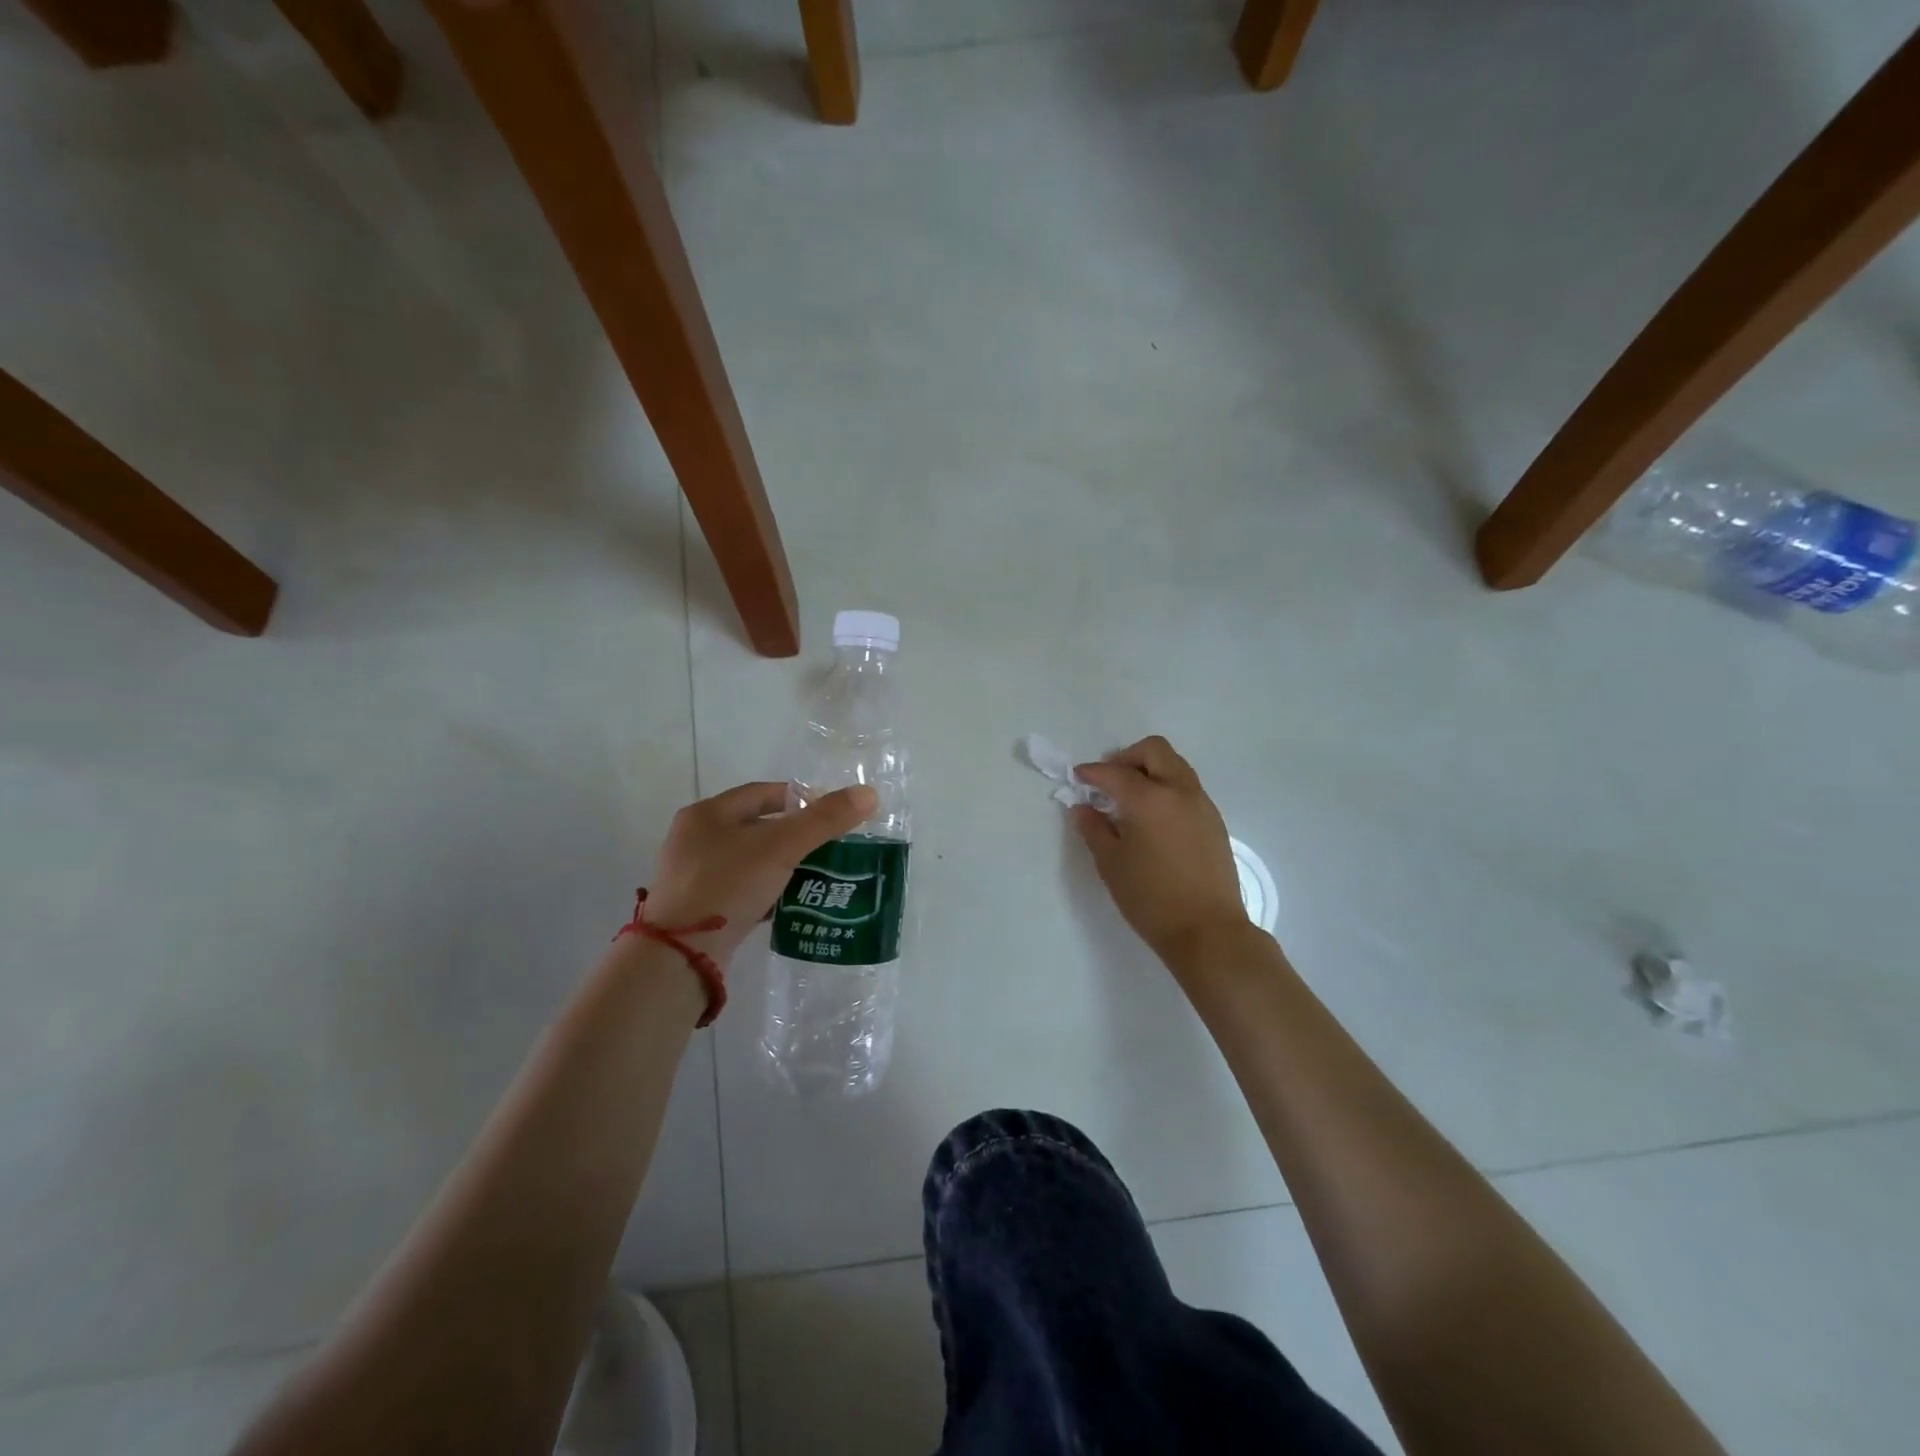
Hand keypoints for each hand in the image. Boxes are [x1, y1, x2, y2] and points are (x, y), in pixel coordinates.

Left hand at [642, 781, 876, 962]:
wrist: (680, 954)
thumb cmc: (728, 884)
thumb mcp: (782, 847)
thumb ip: (824, 820)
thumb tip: (869, 794)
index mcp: (707, 814)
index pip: (761, 793)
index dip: (798, 798)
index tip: (829, 812)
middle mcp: (694, 840)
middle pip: (756, 827)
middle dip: (794, 835)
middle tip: (829, 846)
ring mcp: (692, 877)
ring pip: (749, 861)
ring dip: (782, 865)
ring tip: (817, 875)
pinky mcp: (698, 909)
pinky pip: (741, 890)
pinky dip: (766, 891)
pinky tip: (790, 903)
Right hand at [1072, 737, 1248, 965]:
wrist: (1208, 931)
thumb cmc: (1151, 899)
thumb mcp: (1111, 864)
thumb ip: (1094, 829)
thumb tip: (1084, 808)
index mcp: (1149, 798)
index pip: (1114, 772)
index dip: (1091, 772)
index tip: (1077, 777)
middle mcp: (1179, 791)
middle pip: (1154, 750)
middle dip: (1126, 758)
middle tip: (1108, 782)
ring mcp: (1202, 804)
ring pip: (1174, 766)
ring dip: (1149, 770)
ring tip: (1129, 800)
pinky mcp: (1214, 821)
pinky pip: (1187, 788)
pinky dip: (1166, 788)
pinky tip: (1153, 819)